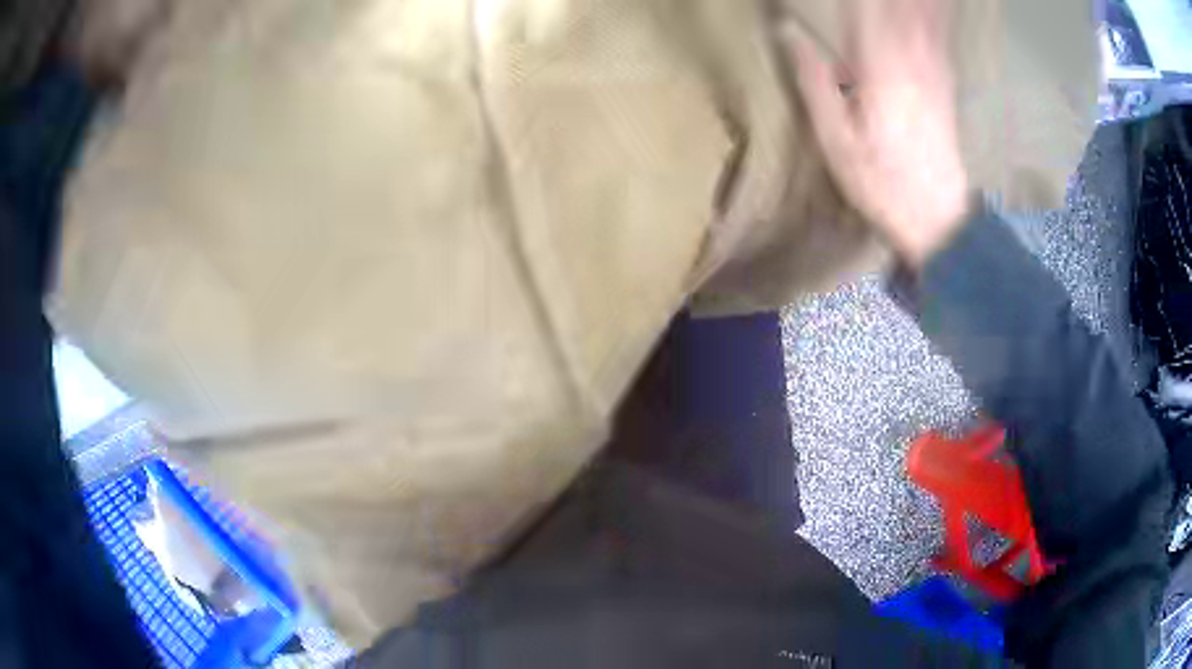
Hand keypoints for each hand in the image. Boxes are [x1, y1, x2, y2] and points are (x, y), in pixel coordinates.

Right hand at [785, 0, 969, 266]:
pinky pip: (935, 38)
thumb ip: (813, 79)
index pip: (861, 8)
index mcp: (880, 66)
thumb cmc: (881, 183)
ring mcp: (934, 72)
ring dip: (910, 3)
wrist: (939, 220)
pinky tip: (926, 11)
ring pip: (920, 17)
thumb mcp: (835, 139)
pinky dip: (928, 17)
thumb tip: (789, 34)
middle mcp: (912, 60)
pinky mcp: (945, 87)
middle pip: (897, 7)